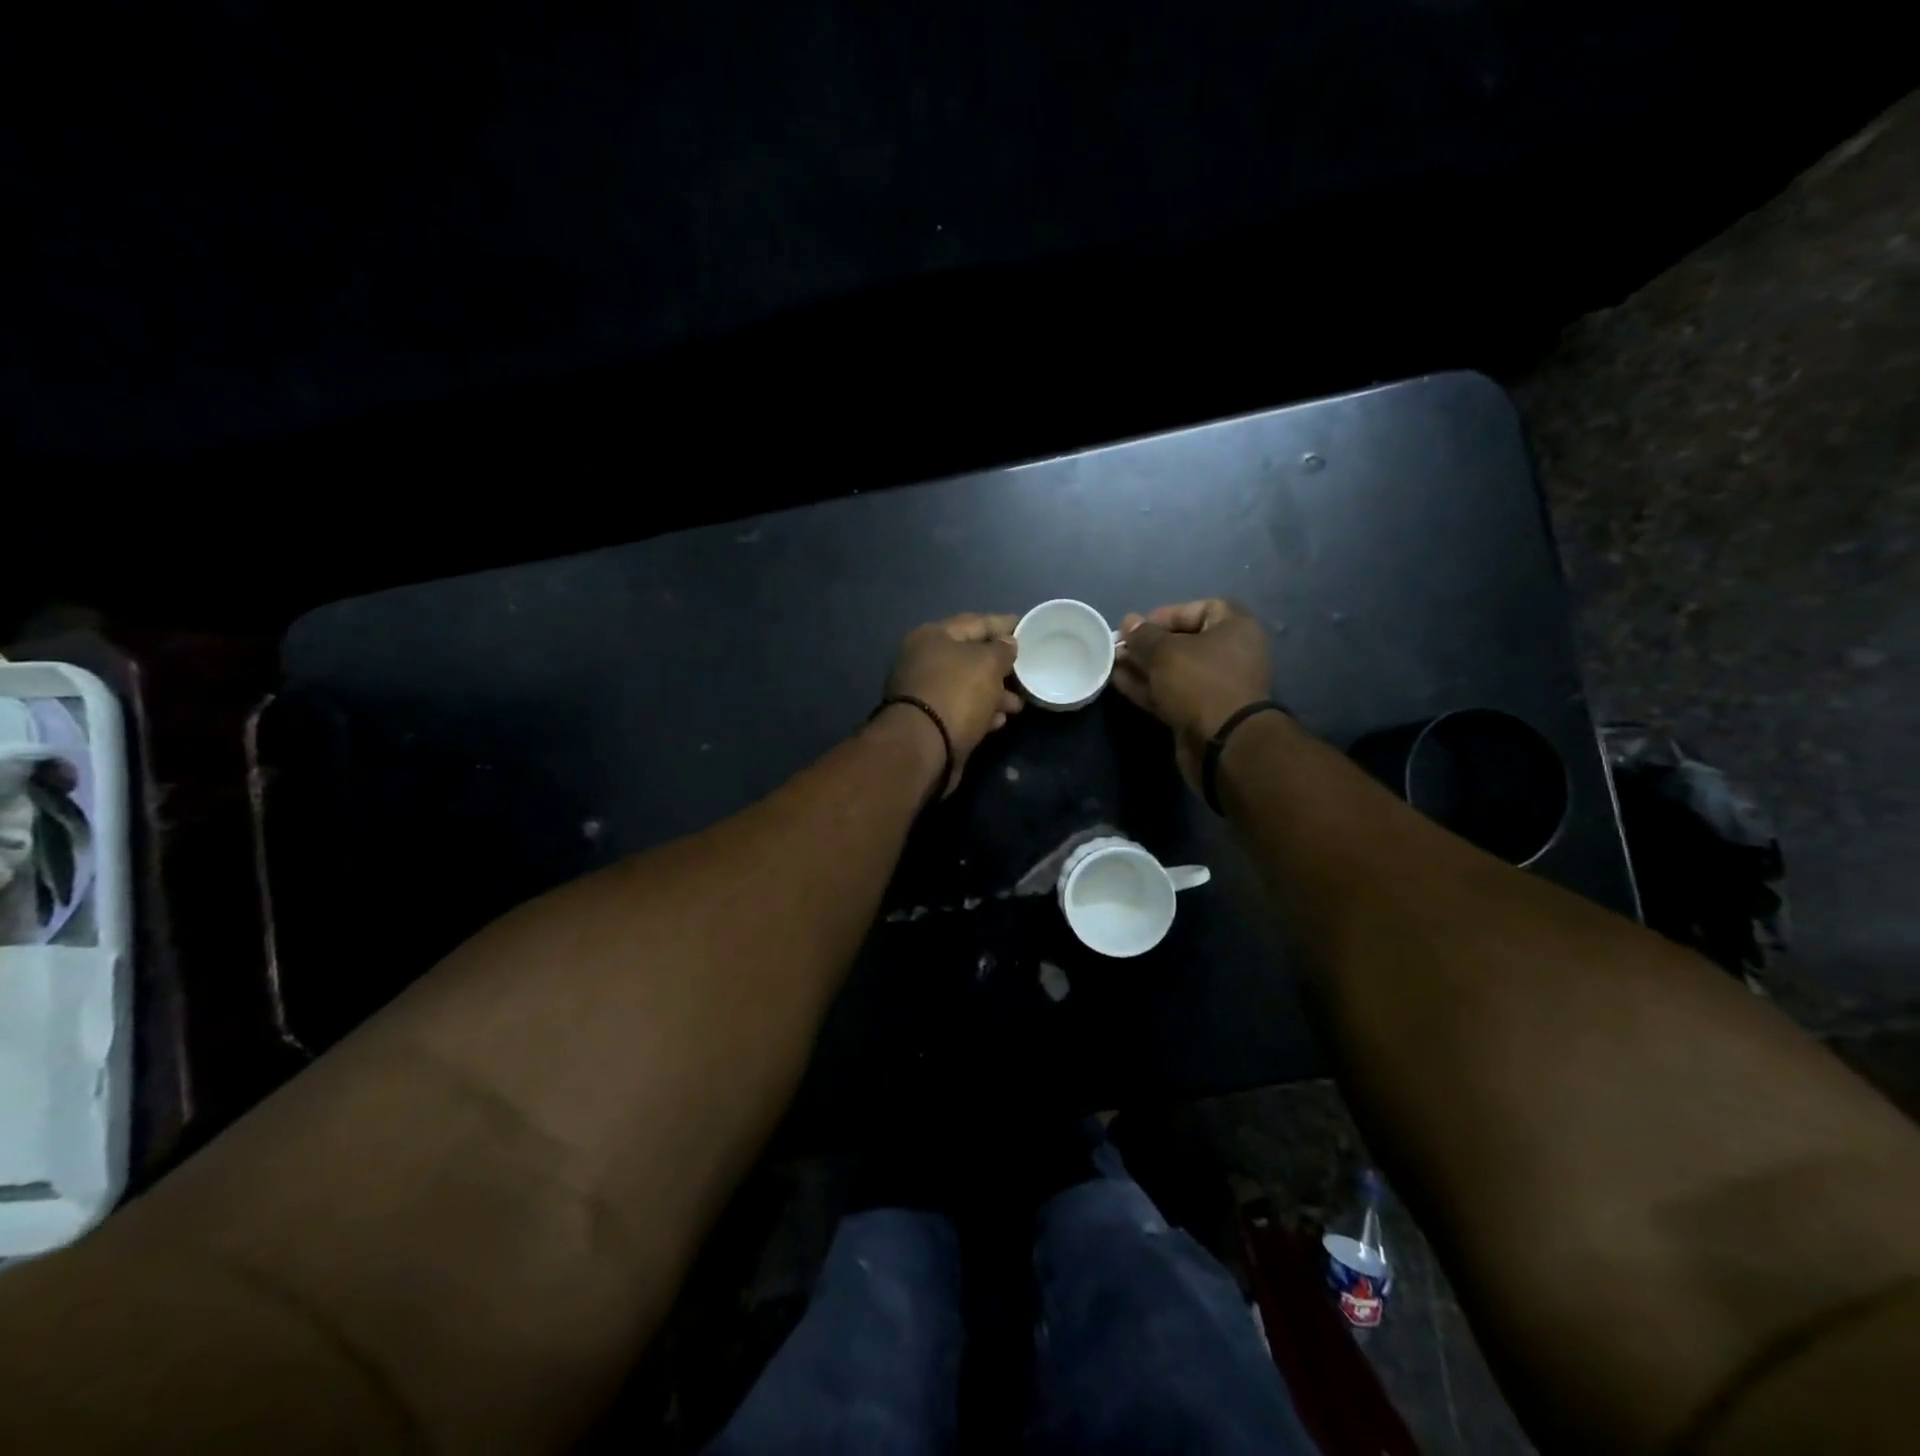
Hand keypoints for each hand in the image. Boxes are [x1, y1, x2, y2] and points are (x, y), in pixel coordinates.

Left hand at [883, 613, 1024, 795]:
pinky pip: (961, 709)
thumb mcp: (988, 663)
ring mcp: (924, 692)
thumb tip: (1007, 644)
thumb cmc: (957, 692)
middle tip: (1026, 671)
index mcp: (932, 636)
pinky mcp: (929, 721)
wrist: (924, 746)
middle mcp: (923, 660)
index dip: (1003, 624)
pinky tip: (1000, 720)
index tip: (1026, 627)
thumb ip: (1002, 650)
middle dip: (1000, 666)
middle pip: (969, 656)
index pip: (975, 622)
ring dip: (994, 693)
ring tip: (1018, 704)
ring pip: (967, 686)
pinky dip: (981, 712)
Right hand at [1113, 599, 1273, 786]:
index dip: (1168, 614)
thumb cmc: (1200, 683)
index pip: (1202, 608)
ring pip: (1174, 670)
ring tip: (1112, 663)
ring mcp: (1216, 687)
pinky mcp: (1202, 713)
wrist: (1223, 744)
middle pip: (1185, 642)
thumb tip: (1129, 622)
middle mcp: (1231, 654)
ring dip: (1143, 667)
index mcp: (1236, 629)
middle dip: (1149, 644)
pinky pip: (1172, 693)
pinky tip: (1119, 682)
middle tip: (1119, 647)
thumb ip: (1143, 636)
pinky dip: (1148, 687)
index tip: (1139, 625)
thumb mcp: (1166, 652)